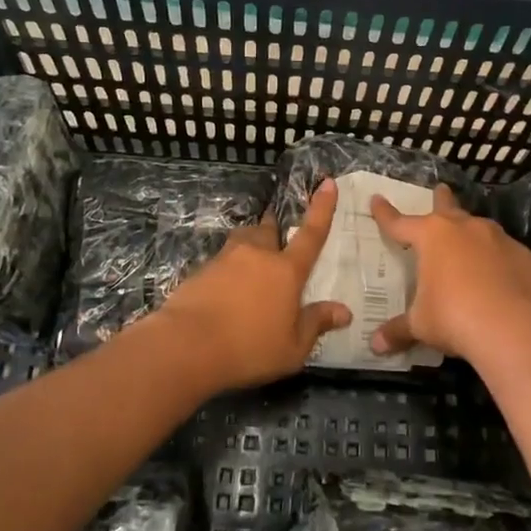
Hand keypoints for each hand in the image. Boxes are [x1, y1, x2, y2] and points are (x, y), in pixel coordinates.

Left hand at [153, 178, 351, 389]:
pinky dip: (228, 271)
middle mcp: (257, 255)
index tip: (327, 182)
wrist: (186, 345)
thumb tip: (344, 311)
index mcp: (286, 270)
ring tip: (251, 267)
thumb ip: (316, 324)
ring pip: (243, 241)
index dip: (322, 207)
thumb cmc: (249, 347)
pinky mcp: (201, 271)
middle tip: (278, 240)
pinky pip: (222, 262)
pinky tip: (226, 293)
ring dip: (251, 246)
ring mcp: (226, 259)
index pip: (311, 233)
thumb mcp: (292, 347)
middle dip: (275, 228)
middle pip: (269, 229)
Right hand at [369, 184, 530, 364]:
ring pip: (480, 227)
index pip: (400, 222)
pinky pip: (506, 252)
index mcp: (431, 237)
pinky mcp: (523, 255)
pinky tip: (499, 277)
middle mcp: (464, 228)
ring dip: (471, 233)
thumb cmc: (453, 318)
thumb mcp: (420, 325)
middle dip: (441, 198)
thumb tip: (376, 346)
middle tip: (441, 189)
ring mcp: (497, 238)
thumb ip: (398, 330)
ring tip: (470, 243)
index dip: (386, 213)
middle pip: (447, 207)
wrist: (511, 327)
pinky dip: (499, 260)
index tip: (377, 199)